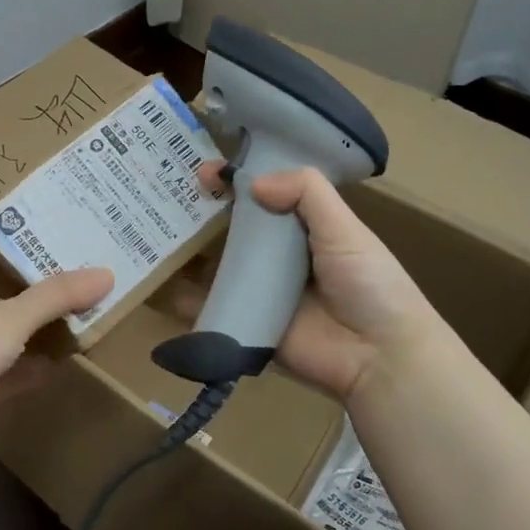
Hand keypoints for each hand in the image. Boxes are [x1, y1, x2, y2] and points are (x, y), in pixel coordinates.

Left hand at [0, 229, 112, 463]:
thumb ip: (57, 296)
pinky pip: (24, 369)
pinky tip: (70, 356)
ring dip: (40, 321)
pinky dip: (44, 364)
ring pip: (15, 330)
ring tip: (77, 298)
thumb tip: (106, 273)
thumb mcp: (12, 316)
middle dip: (22, 272)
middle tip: (57, 249)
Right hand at [173, 164, 438, 402]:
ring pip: (216, 265)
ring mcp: (260, 291)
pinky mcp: (246, 324)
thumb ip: (307, 193)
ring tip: (150, 232)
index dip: (236, 181)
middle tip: (163, 197)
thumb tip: (253, 182)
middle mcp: (278, 256)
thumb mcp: (345, 228)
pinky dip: (181, 299)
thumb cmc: (369, 285)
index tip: (205, 172)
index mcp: (305, 229)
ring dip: (186, 251)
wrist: (379, 357)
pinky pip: (209, 307)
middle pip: (233, 228)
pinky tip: (155, 282)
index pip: (264, 195)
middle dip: (202, 212)